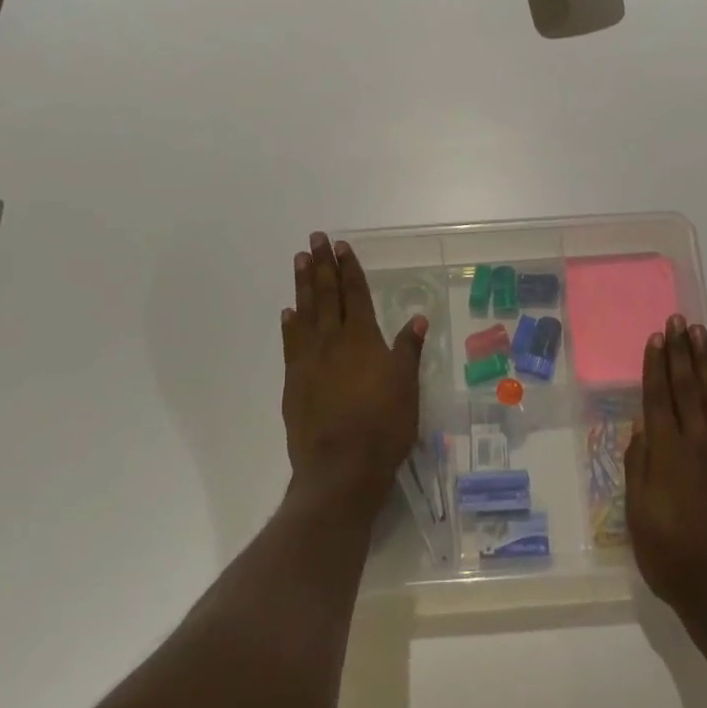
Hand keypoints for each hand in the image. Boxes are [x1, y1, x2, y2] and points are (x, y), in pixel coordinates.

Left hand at [280, 232, 426, 514]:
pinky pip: (290, 344)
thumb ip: (408, 349)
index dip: (349, 269)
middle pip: (326, 295)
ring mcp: (309, 360)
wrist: (340, 468)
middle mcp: (333, 341)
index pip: (355, 294)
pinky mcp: (293, 382)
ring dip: (302, 285)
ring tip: (299, 261)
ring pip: (305, 313)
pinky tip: (288, 313)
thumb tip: (418, 317)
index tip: (342, 246)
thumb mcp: (407, 386)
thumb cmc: (383, 426)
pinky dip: (289, 325)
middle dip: (321, 265)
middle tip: (315, 239)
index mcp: (363, 339)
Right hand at [627, 316, 706, 636]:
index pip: (658, 399)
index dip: (655, 367)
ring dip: (706, 363)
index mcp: (667, 457)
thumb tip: (640, 429)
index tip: (655, 338)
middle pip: (686, 389)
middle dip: (680, 353)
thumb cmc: (675, 561)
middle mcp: (699, 445)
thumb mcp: (640, 520)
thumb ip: (639, 470)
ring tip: (699, 333)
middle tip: (677, 321)